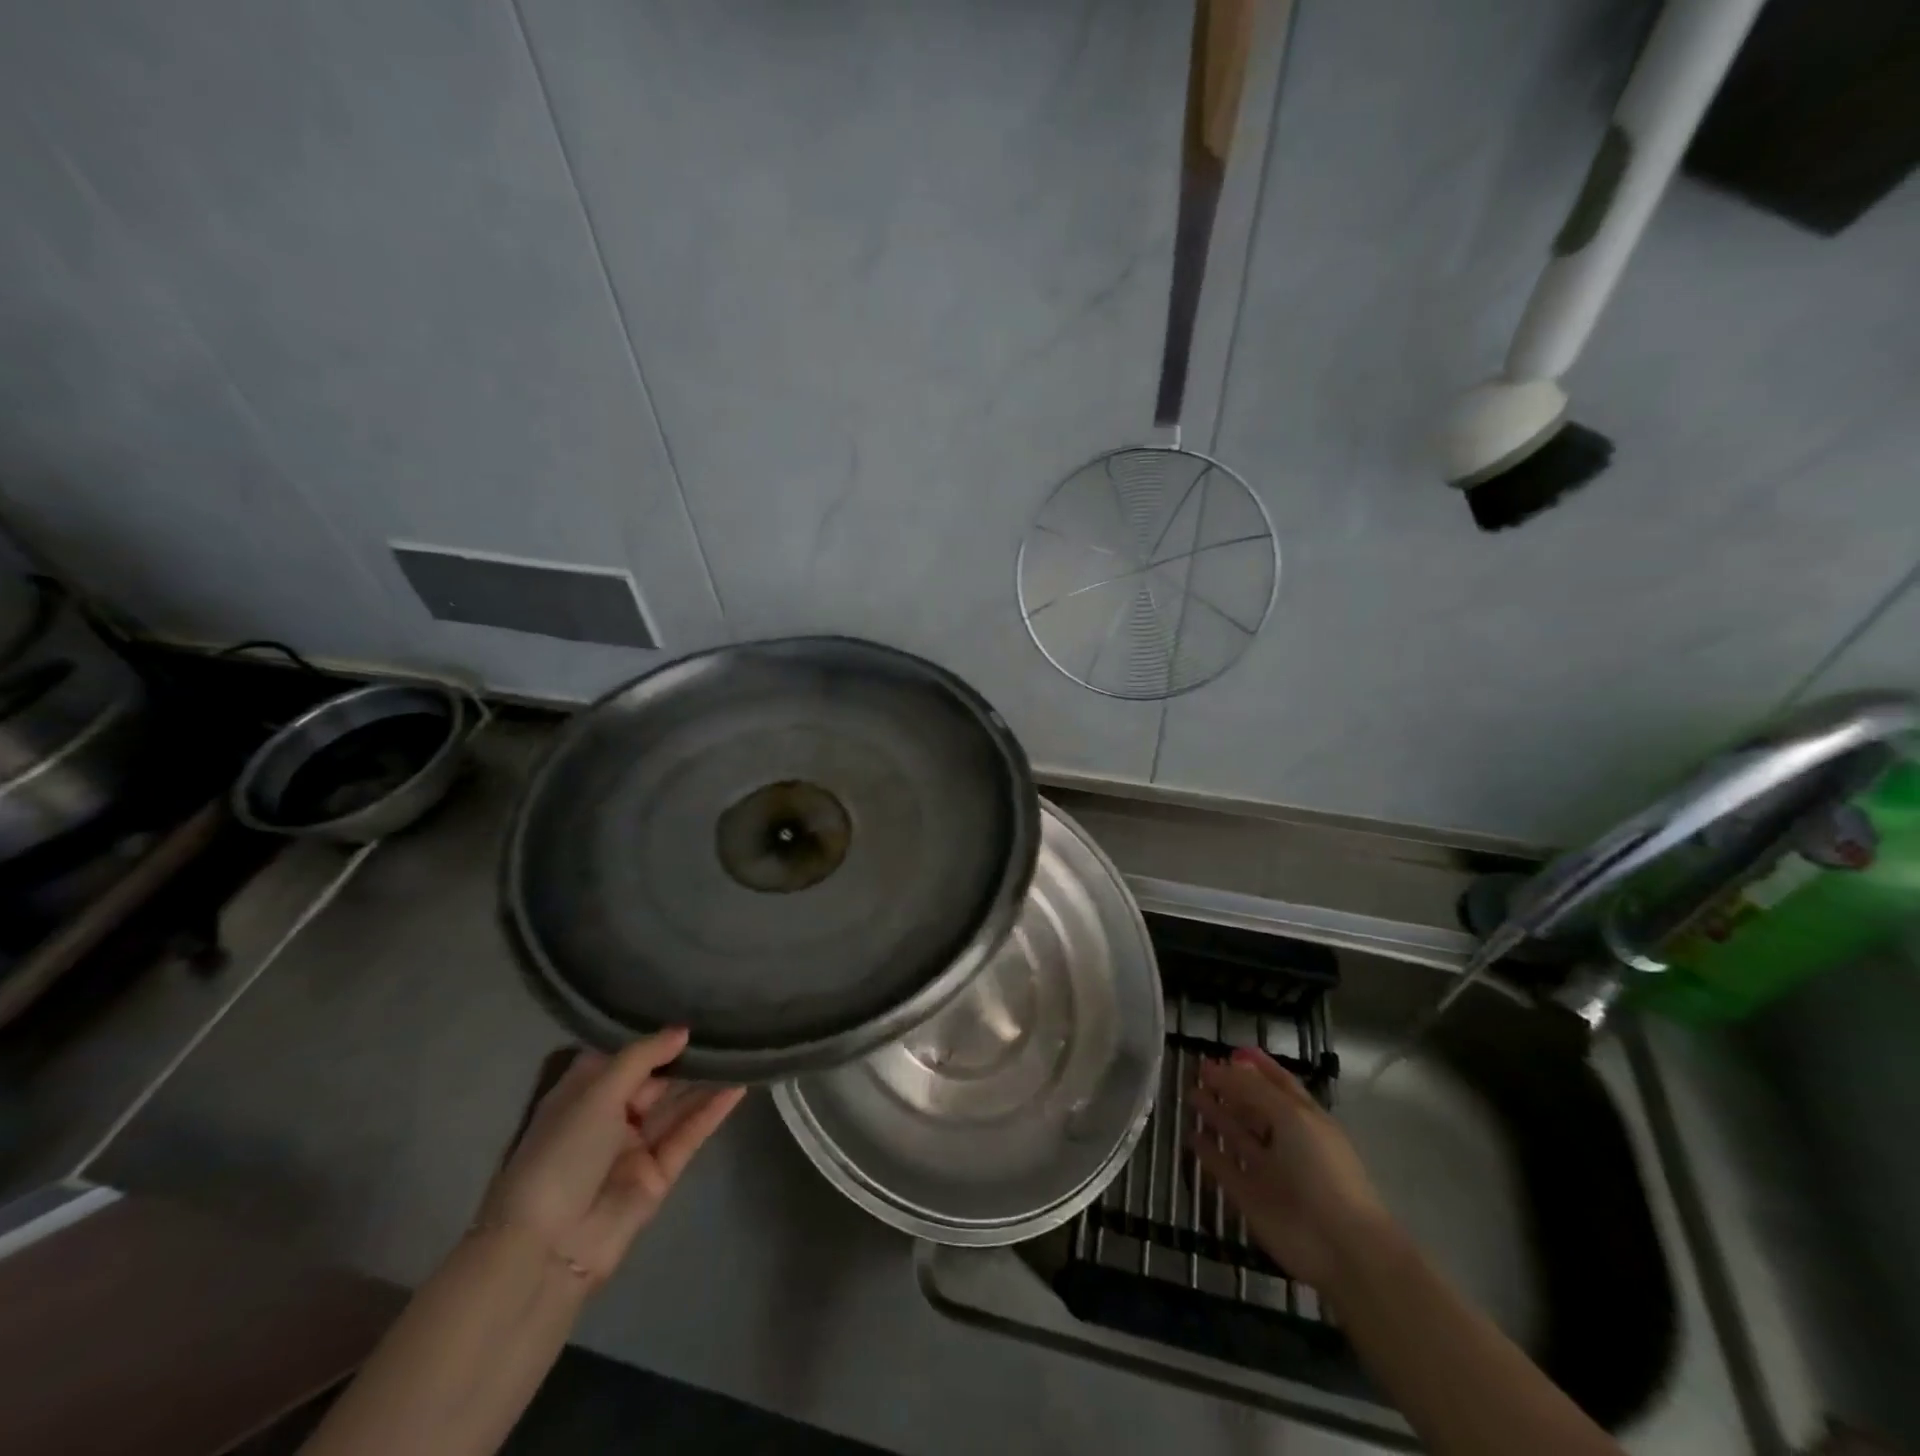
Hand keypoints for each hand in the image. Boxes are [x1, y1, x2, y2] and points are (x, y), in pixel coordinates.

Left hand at [479, 1028, 744, 1287]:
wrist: (549, 1247)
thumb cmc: (561, 1154)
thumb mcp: (597, 1093)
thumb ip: (643, 1057)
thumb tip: (682, 1030)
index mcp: (583, 1094)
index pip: (624, 1055)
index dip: (654, 1035)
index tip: (691, 1010)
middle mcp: (609, 1116)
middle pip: (655, 1079)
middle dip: (687, 1057)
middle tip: (727, 1027)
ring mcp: (635, 1146)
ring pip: (676, 1106)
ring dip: (706, 1082)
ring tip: (741, 1051)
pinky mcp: (659, 1174)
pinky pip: (688, 1135)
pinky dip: (712, 1112)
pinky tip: (738, 1087)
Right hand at [1185, 1048, 1391, 1289]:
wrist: (1340, 1246)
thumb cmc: (1322, 1170)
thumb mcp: (1292, 1116)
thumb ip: (1255, 1089)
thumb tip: (1224, 1065)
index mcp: (1304, 1118)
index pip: (1277, 1083)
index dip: (1256, 1066)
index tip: (1228, 1051)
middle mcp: (1286, 1141)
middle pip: (1253, 1107)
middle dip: (1229, 1087)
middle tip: (1199, 1069)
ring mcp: (1267, 1170)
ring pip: (1237, 1135)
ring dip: (1216, 1115)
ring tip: (1190, 1094)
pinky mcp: (1249, 1197)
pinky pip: (1224, 1168)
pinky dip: (1208, 1152)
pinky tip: (1191, 1134)